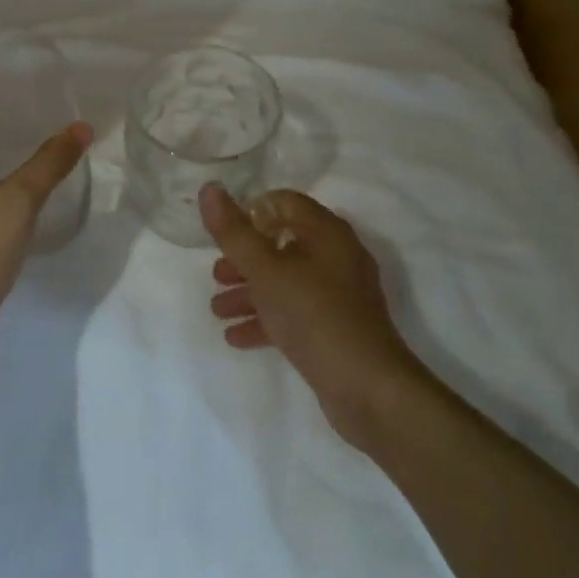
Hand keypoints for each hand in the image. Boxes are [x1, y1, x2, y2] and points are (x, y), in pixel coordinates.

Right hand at [202, 184, 425, 447]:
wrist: (369, 390)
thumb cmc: (314, 316)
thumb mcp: (266, 271)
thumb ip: (234, 232)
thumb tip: (209, 188)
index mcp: (326, 232)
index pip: (284, 203)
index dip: (251, 213)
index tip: (224, 234)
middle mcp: (337, 256)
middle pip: (282, 243)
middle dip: (244, 260)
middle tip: (216, 276)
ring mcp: (340, 294)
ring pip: (286, 280)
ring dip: (250, 292)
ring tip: (218, 310)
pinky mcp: (337, 327)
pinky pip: (296, 312)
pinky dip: (267, 318)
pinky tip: (237, 336)